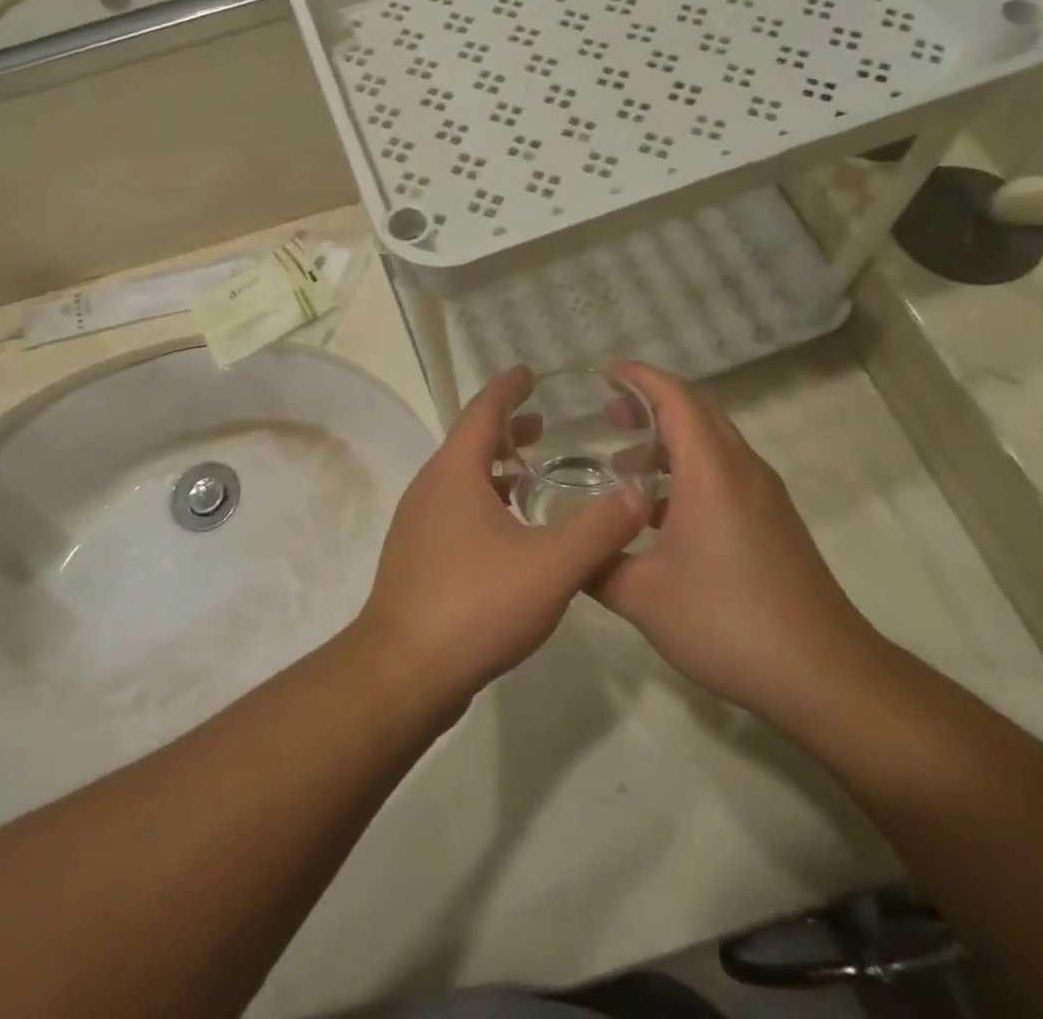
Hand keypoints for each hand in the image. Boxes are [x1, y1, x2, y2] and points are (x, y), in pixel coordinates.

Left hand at [354, 366, 648, 704]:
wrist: (403, 670)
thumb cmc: (475, 604)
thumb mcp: (551, 565)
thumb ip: (599, 528)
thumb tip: (639, 493)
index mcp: (454, 472)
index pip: (482, 410)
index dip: (508, 388)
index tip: (528, 372)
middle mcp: (430, 488)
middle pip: (470, 442)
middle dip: (506, 429)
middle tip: (543, 424)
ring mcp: (418, 524)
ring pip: (461, 479)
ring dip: (496, 468)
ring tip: (533, 474)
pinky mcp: (418, 557)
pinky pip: (455, 509)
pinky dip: (485, 500)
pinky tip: (511, 532)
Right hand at [593, 362, 884, 718]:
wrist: (824, 676)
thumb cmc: (728, 620)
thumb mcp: (642, 596)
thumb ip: (595, 565)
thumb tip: (565, 550)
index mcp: (712, 471)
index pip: (676, 399)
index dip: (640, 378)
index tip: (605, 372)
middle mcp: (742, 471)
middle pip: (698, 412)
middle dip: (652, 404)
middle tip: (608, 414)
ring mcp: (765, 497)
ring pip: (714, 444)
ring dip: (670, 442)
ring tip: (624, 466)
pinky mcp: (775, 523)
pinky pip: (726, 474)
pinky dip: (689, 471)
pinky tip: (660, 515)